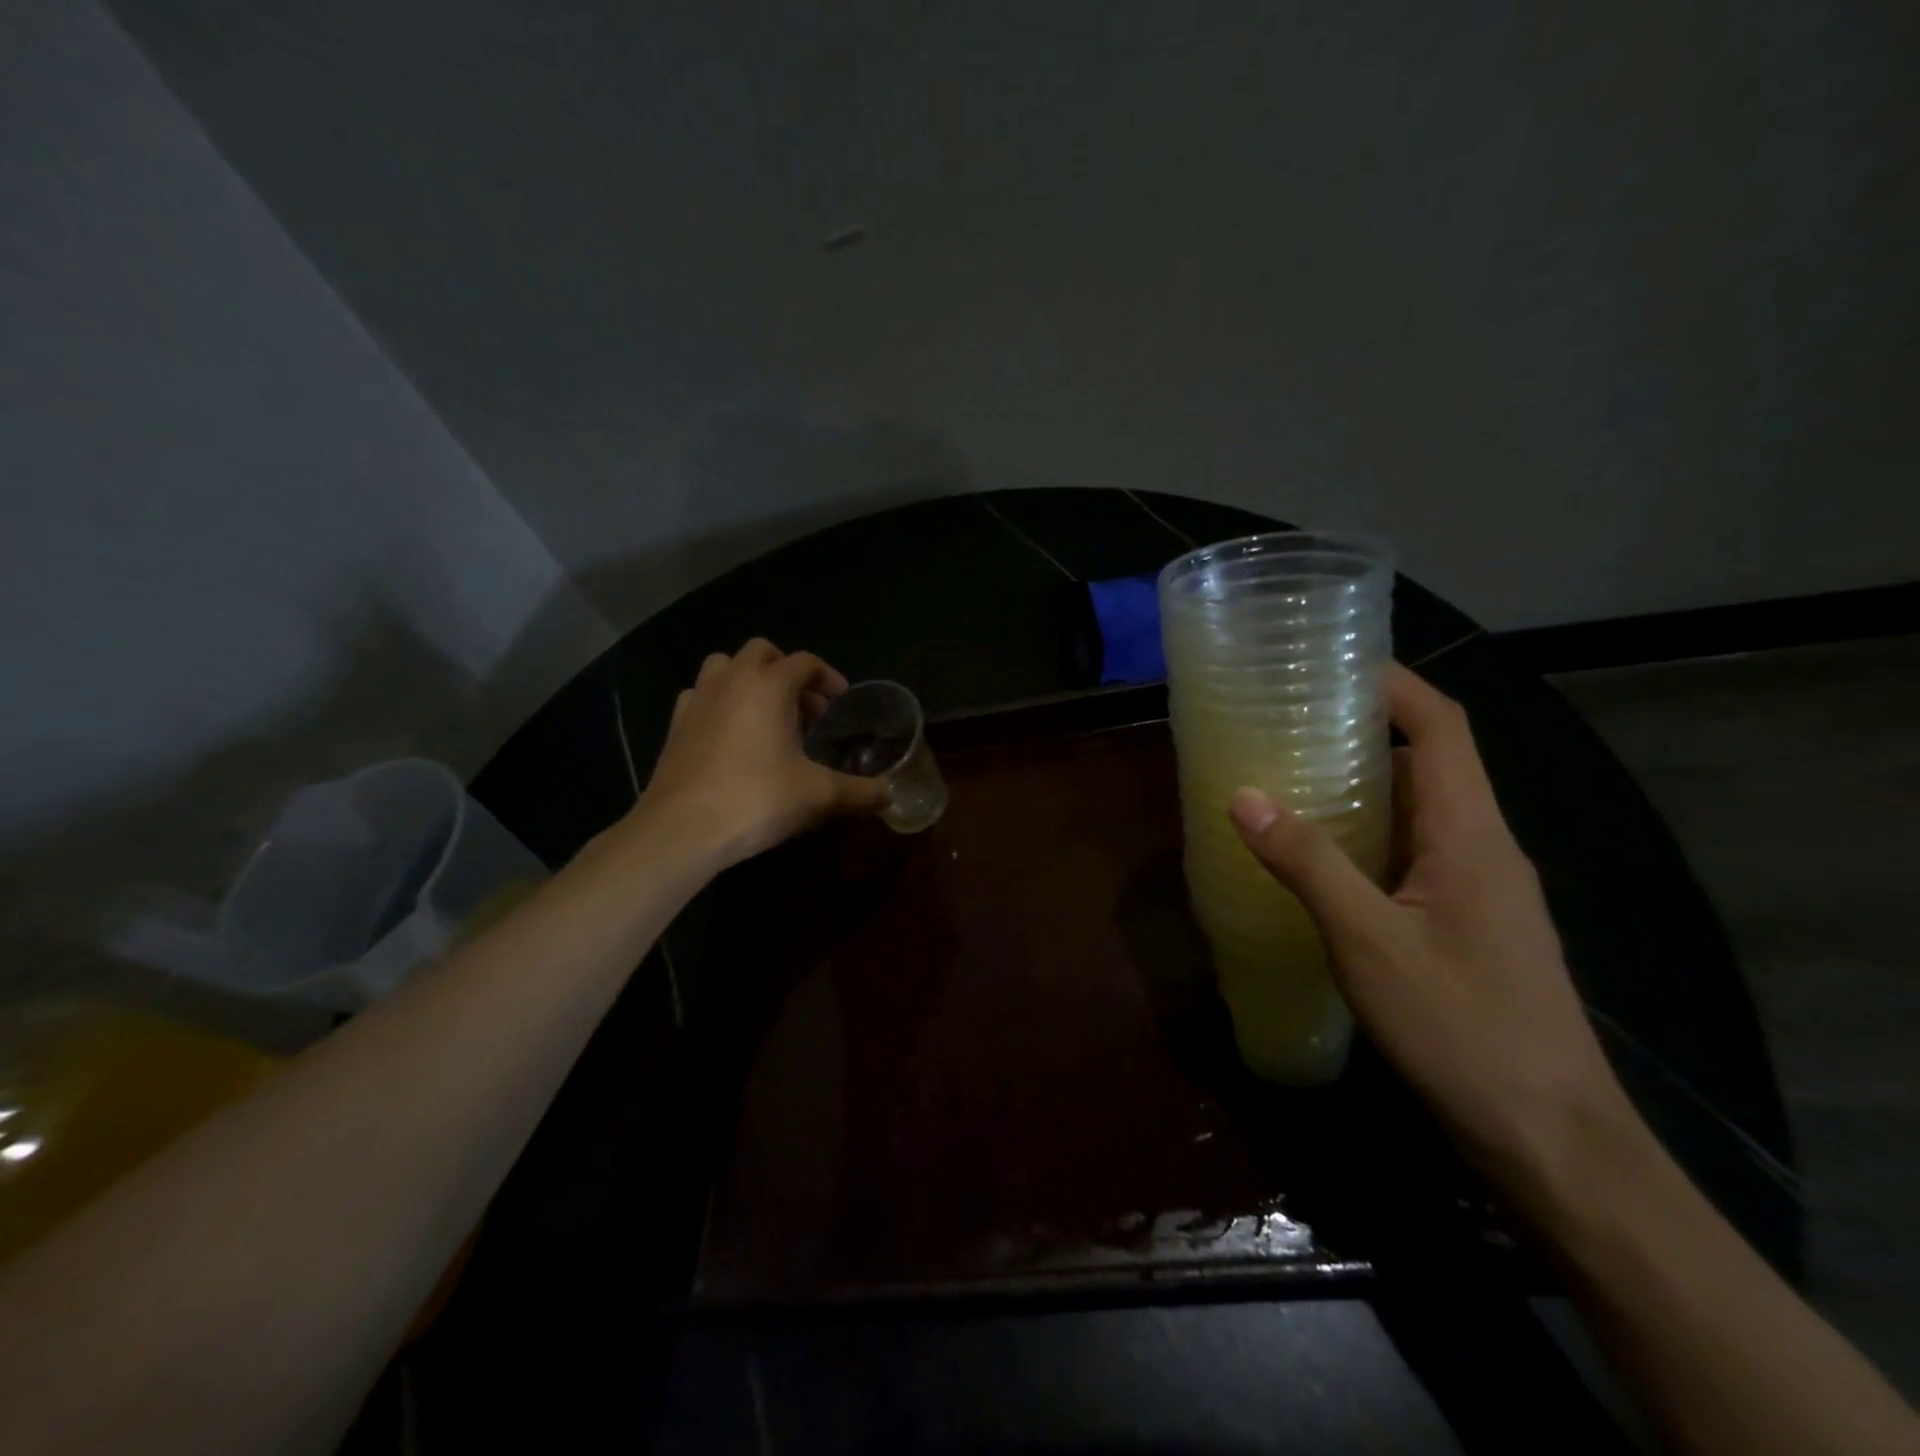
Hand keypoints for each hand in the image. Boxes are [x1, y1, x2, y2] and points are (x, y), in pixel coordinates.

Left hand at [639, 640, 887, 867]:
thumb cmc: (757, 800)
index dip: (828, 678)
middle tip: (805, 710)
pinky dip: (719, 703)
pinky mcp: (675, 725)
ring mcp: (698, 700)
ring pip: (725, 666)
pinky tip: (730, 735)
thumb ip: (860, 792)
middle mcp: (732, 681)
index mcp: (769, 686)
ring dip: (750, 680)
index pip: (805, 662)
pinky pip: (701, 696)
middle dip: (788, 672)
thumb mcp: (819, 796)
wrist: (682, 829)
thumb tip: (891, 795)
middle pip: (763, 652)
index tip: (840, 704)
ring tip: (766, 716)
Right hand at [1227, 663, 1637, 1203]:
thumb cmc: (1463, 1028)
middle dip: (1361, 730)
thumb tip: (1244, 795)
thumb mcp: (1369, 942)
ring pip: (1417, 810)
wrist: (1551, 1139)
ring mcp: (1476, 887)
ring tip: (1286, 775)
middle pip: (1427, 761)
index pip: (1442, 727)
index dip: (1394, 684)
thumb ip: (1307, 864)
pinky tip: (1315, 857)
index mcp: (1470, 833)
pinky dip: (1364, 836)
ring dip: (1360, 785)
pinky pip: (1410, 853)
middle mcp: (1481, 846)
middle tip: (1286, 719)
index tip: (1332, 662)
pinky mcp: (1463, 923)